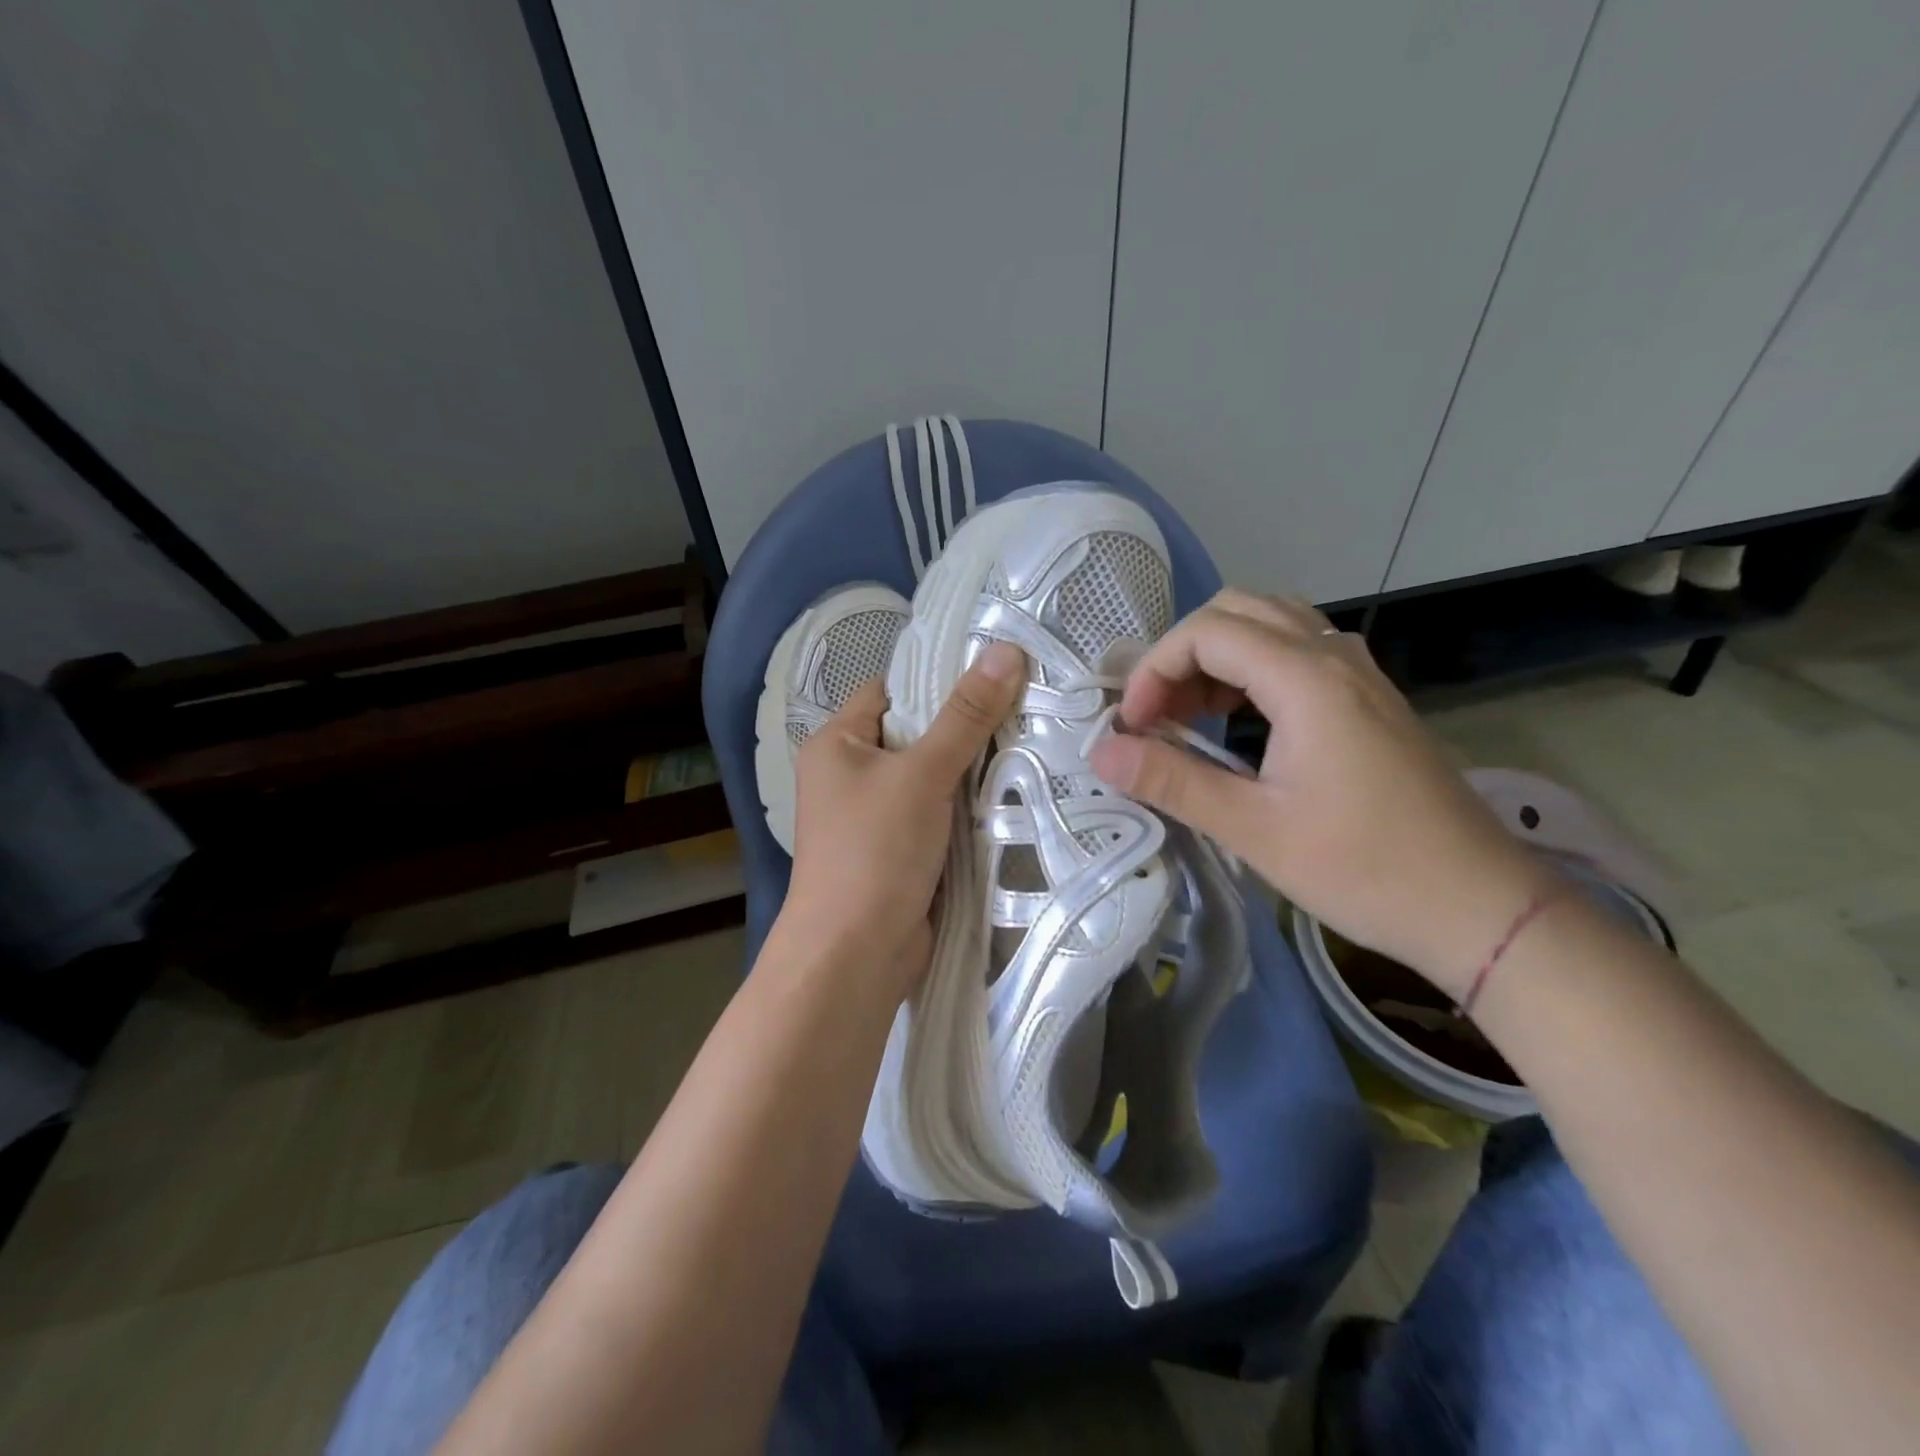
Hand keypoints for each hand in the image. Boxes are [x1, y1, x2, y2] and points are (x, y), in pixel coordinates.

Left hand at [779, 642, 1026, 998]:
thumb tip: (1006, 651)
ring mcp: (875, 816)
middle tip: (1026, 708)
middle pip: (916, 734)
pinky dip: (968, 807)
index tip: (996, 673)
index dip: (938, 680)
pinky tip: (1011, 794)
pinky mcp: (900, 850)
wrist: (856, 955)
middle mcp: (850, 774)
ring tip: (1029, 744)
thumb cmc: (875, 851)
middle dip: (965, 727)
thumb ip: (965, 716)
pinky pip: (938, 813)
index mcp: (837, 744)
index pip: (891, 691)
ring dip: (972, 770)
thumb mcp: (922, 774)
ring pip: (932, 776)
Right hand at [1088, 590, 1551, 995]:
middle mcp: (1335, 658)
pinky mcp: (1370, 699)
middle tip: (1155, 713)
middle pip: (1238, 611)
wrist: (1479, 907)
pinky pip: (1298, 654)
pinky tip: (1235, 721)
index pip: (1207, 632)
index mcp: (1307, 680)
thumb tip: (1100, 752)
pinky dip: (1251, 671)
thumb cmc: (1364, 869)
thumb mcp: (1254, 829)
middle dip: (1181, 654)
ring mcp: (1359, 675)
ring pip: (1271, 626)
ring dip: (1216, 658)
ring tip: (1185, 715)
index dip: (1155, 669)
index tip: (1134, 726)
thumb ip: (1173, 782)